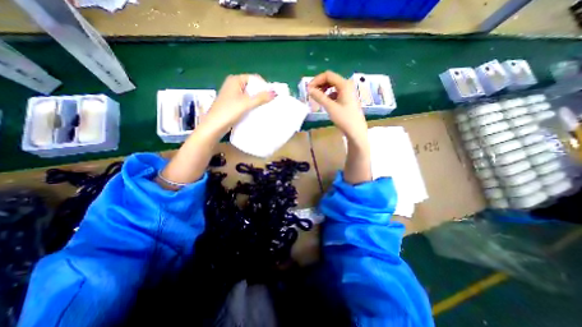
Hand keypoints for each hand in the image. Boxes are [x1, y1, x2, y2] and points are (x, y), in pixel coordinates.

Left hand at [202, 74, 274, 135]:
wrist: (215, 125)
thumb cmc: (229, 111)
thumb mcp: (247, 103)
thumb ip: (261, 97)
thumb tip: (275, 92)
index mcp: (235, 80)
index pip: (254, 78)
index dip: (263, 86)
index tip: (271, 96)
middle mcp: (233, 85)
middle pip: (251, 86)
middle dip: (260, 94)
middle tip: (269, 103)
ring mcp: (232, 94)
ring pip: (248, 95)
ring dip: (256, 100)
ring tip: (265, 107)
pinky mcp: (232, 103)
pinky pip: (245, 101)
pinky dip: (251, 105)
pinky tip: (256, 111)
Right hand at [307, 70, 369, 183]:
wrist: (358, 136)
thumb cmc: (347, 124)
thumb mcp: (331, 109)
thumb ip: (320, 98)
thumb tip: (308, 89)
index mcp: (345, 87)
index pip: (328, 75)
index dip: (316, 79)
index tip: (307, 89)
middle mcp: (348, 89)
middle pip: (330, 80)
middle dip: (318, 85)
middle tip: (308, 95)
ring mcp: (347, 97)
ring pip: (332, 88)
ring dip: (322, 91)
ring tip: (314, 100)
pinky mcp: (346, 104)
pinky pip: (334, 95)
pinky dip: (326, 97)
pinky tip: (323, 105)